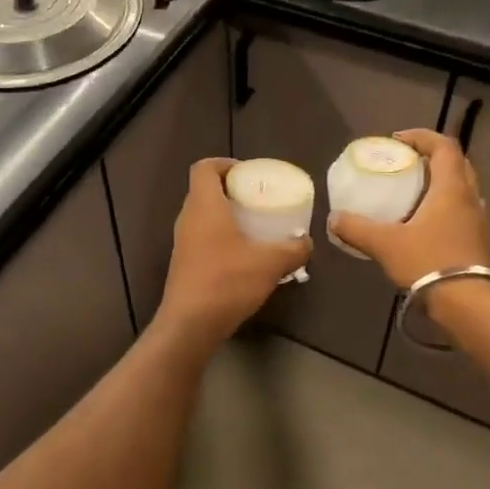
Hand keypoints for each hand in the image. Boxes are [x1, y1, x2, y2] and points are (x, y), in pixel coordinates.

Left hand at [153, 159, 312, 348]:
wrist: (190, 324)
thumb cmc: (227, 282)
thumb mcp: (270, 263)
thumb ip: (293, 249)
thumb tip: (307, 243)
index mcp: (204, 206)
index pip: (204, 168)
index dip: (225, 164)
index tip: (249, 174)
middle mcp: (188, 218)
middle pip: (205, 191)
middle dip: (232, 191)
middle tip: (259, 200)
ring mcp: (182, 243)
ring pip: (204, 217)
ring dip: (227, 217)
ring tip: (256, 228)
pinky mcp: (184, 264)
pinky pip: (203, 239)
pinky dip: (222, 239)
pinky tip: (245, 257)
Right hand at [330, 129, 489, 290]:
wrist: (469, 305)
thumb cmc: (429, 263)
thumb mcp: (385, 244)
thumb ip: (357, 228)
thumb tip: (334, 219)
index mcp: (451, 188)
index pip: (443, 146)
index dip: (421, 137)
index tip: (397, 140)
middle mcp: (470, 197)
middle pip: (455, 163)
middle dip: (430, 157)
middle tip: (404, 163)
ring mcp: (477, 220)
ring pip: (460, 187)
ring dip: (438, 182)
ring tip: (410, 191)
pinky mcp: (477, 240)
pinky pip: (460, 209)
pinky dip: (442, 205)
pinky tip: (421, 222)